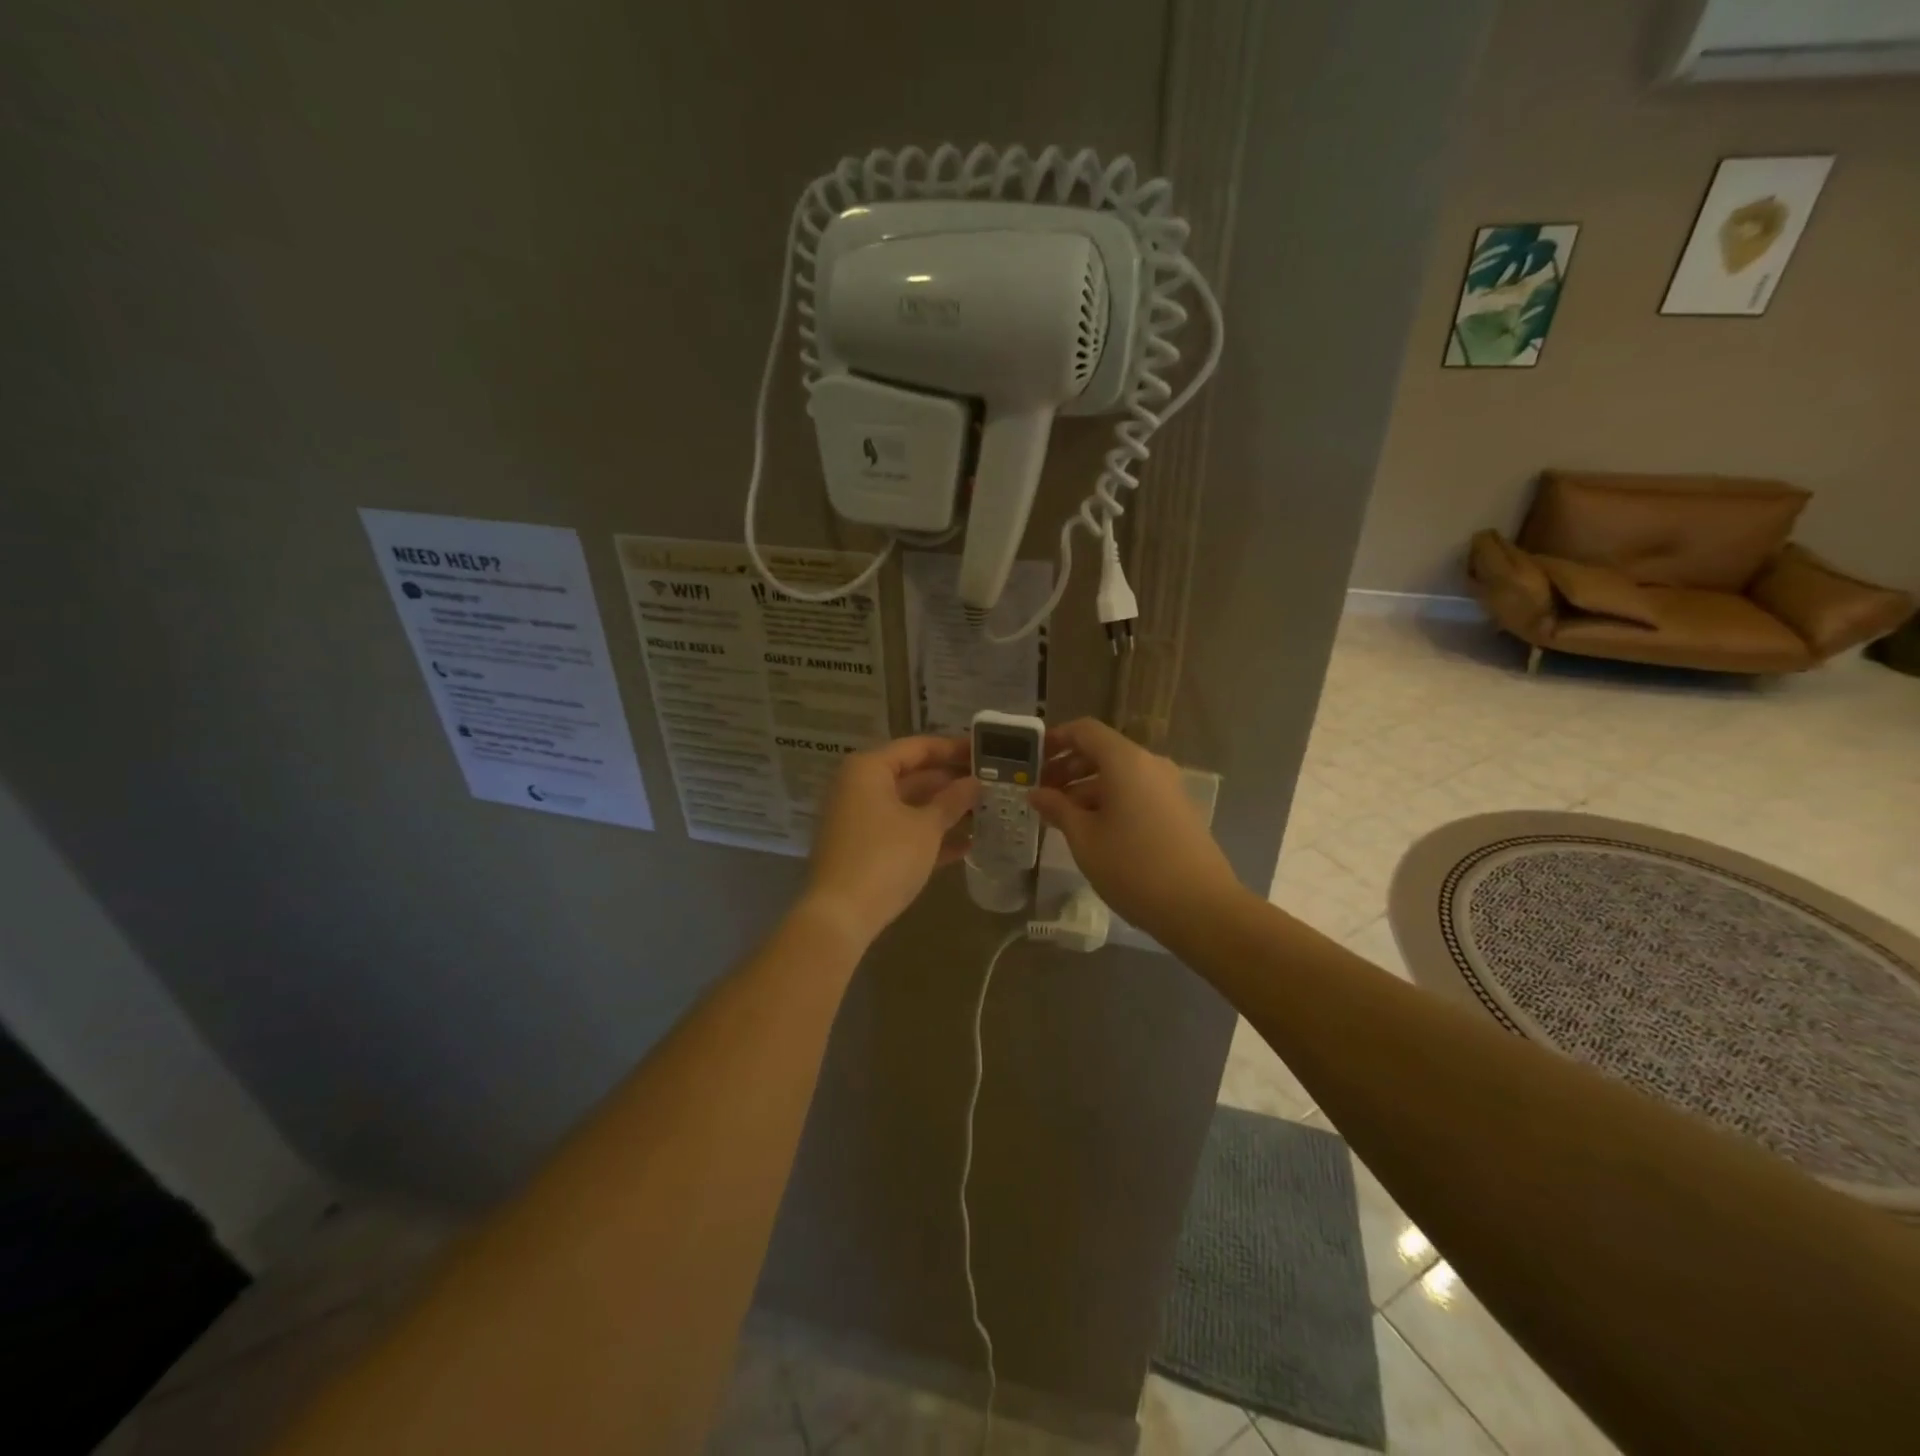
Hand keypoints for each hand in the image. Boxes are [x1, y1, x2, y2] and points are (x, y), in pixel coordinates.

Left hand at [803, 735, 977, 946]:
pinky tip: (967, 846)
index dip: (953, 748)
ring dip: (945, 811)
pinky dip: (929, 836)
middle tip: (992, 784)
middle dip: (952, 783)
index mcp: (869, 769)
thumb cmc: (885, 857)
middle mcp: (859, 787)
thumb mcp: (926, 827)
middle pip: (913, 776)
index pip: (918, 747)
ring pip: (909, 806)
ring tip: (987, 813)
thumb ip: (952, 800)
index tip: (986, 752)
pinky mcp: (863, 849)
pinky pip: (901, 832)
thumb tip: (975, 782)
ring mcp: (859, 819)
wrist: (841, 916)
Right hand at [1028, 718, 1241, 943]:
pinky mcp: (1177, 810)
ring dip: (1086, 788)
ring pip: (1119, 775)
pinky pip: (1136, 792)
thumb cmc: (1133, 867)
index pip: (1084, 730)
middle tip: (1041, 793)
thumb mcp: (1084, 839)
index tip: (1032, 761)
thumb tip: (1035, 793)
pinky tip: (1092, 831)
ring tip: (1061, 817)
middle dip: (1068, 767)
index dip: (1055, 739)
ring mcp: (1168, 787)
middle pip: (1102, 751)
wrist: (1201, 907)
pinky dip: (1109, 801)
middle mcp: (1150, 764)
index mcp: (1125, 761)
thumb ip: (1057, 808)